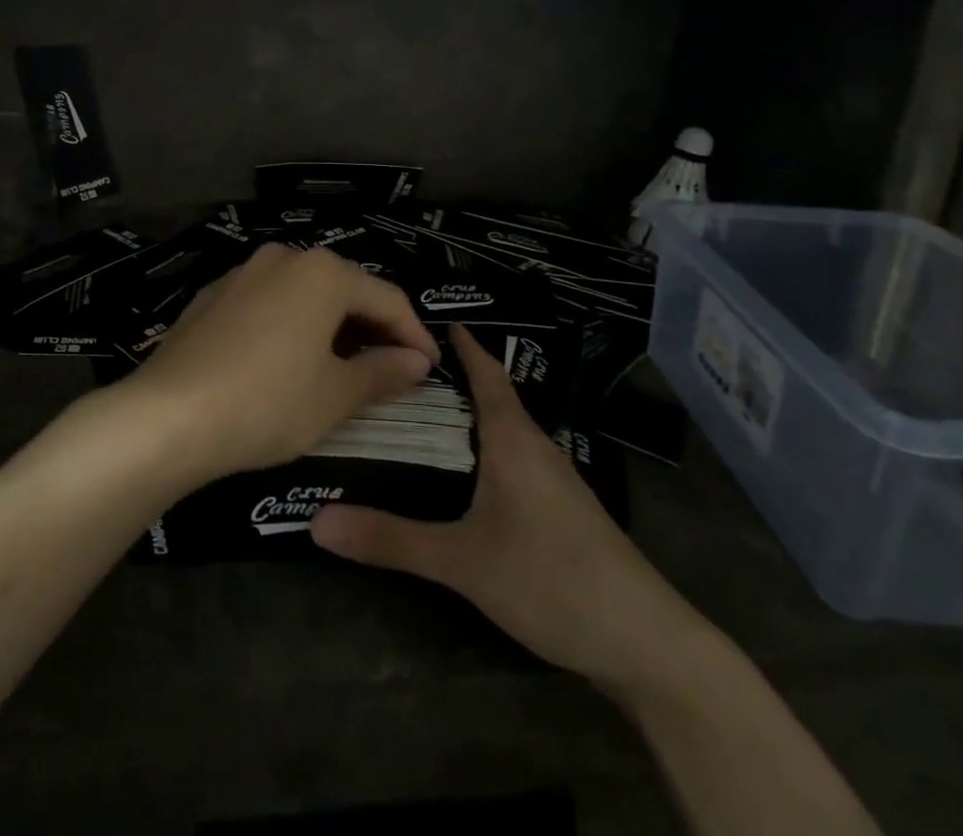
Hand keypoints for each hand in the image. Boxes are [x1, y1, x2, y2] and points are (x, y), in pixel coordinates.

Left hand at [124, 244, 439, 482]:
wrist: (167, 415)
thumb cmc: (267, 402)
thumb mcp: (334, 396)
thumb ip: (382, 372)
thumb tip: (416, 361)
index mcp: (322, 273)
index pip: (387, 299)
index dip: (414, 334)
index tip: (429, 369)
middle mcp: (284, 258)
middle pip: (344, 289)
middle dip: (372, 328)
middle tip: (392, 369)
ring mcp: (242, 273)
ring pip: (304, 294)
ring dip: (332, 326)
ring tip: (344, 367)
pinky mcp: (212, 296)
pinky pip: (269, 303)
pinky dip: (292, 326)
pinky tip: (289, 360)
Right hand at [311, 325, 711, 699]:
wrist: (646, 643)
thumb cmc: (552, 579)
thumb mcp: (463, 562)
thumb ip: (391, 539)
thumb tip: (316, 521)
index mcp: (513, 439)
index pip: (485, 373)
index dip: (463, 344)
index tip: (432, 318)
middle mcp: (536, 447)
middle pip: (493, 398)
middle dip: (454, 379)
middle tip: (403, 370)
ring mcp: (557, 481)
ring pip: (505, 431)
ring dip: (471, 416)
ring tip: (424, 414)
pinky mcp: (565, 512)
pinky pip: (516, 459)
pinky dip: (487, 449)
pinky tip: (468, 474)